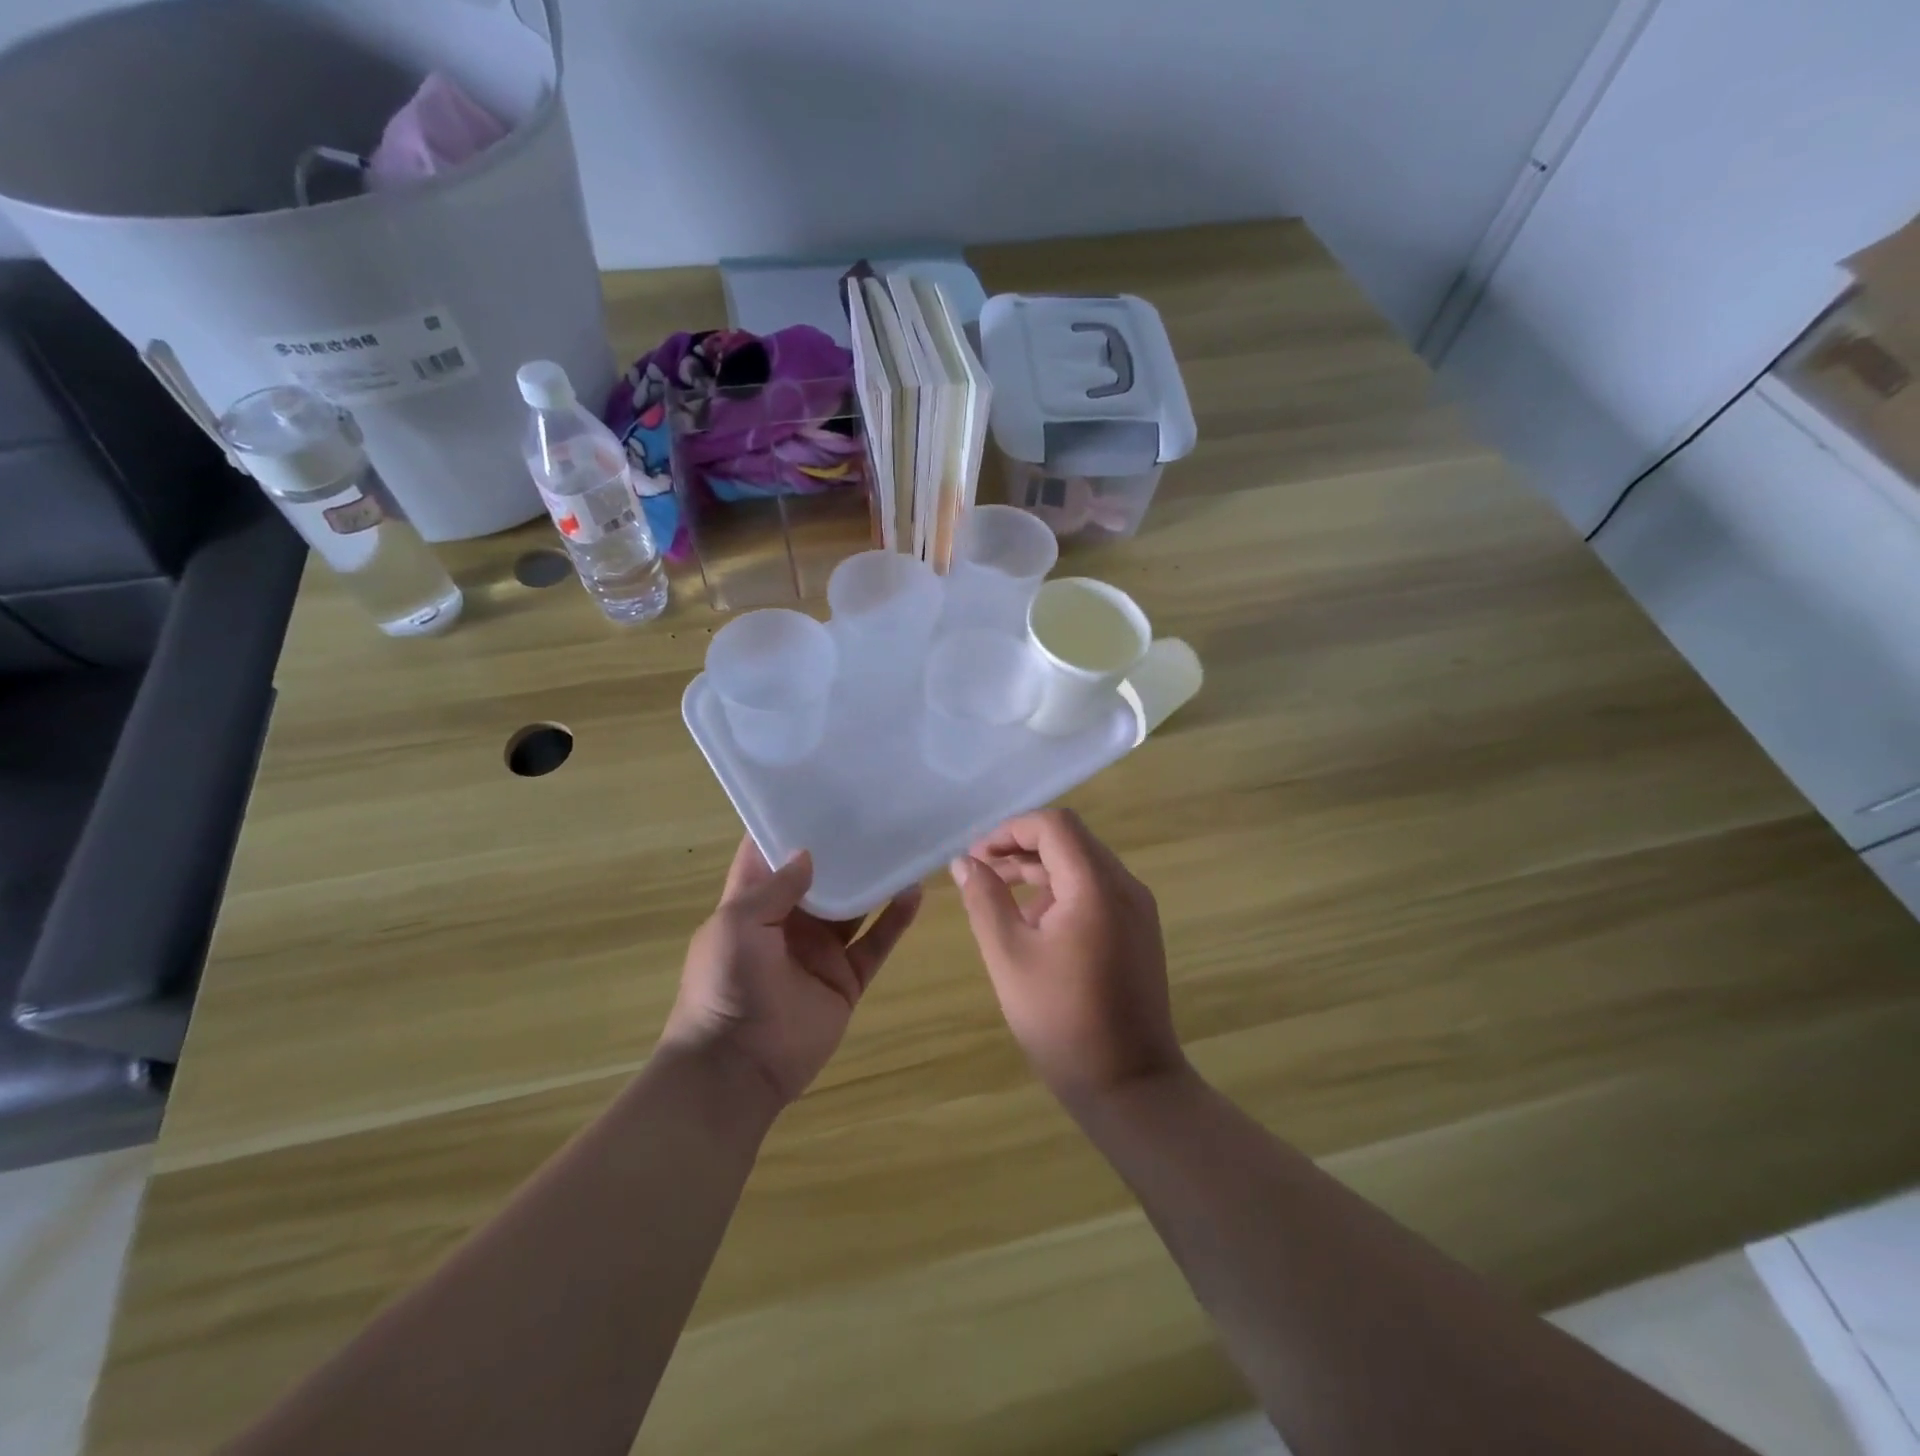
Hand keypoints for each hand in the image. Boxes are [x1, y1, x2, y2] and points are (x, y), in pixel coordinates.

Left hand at [662, 837, 920, 1106]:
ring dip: (873, 880)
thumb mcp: (737, 924)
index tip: (817, 792)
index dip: (789, 826)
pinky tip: (913, 891)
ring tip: (900, 843)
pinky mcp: (846, 978)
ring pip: (854, 907)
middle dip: (841, 849)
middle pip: (820, 878)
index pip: (769, 857)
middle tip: (873, 810)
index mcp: (752, 906)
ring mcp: (820, 951)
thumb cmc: (726, 985)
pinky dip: (895, 919)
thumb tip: (808, 854)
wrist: (737, 1066)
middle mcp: (788, 923)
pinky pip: (876, 942)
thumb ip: (774, 888)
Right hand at [949, 808, 1185, 1100]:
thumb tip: (964, 863)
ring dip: (1039, 870)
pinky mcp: (1138, 931)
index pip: (1054, 825)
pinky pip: (1096, 891)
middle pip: (1070, 841)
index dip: (1010, 830)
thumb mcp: (1009, 956)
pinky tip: (1033, 924)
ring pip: (1083, 865)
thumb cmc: (1062, 1021)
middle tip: (979, 873)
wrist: (1131, 1086)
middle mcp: (1125, 886)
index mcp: (1096, 886)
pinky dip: (1061, 892)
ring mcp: (1137, 909)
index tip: (976, 858)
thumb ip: (985, 900)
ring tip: (998, 896)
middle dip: (1021, 848)